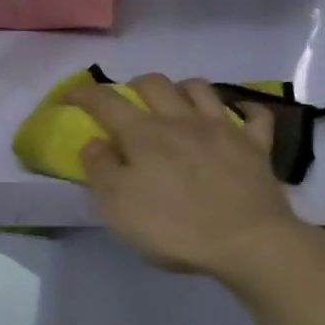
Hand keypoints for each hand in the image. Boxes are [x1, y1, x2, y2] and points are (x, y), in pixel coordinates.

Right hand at [66, 74, 303, 281]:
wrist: (247, 241)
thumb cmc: (174, 228)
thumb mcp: (118, 207)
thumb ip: (100, 169)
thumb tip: (94, 141)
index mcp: (144, 134)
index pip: (106, 101)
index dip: (82, 94)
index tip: (68, 96)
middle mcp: (182, 120)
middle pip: (155, 84)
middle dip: (135, 86)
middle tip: (128, 104)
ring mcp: (224, 128)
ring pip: (201, 88)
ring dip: (182, 89)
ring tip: (175, 104)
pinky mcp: (256, 146)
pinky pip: (254, 115)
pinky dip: (244, 109)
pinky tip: (238, 115)